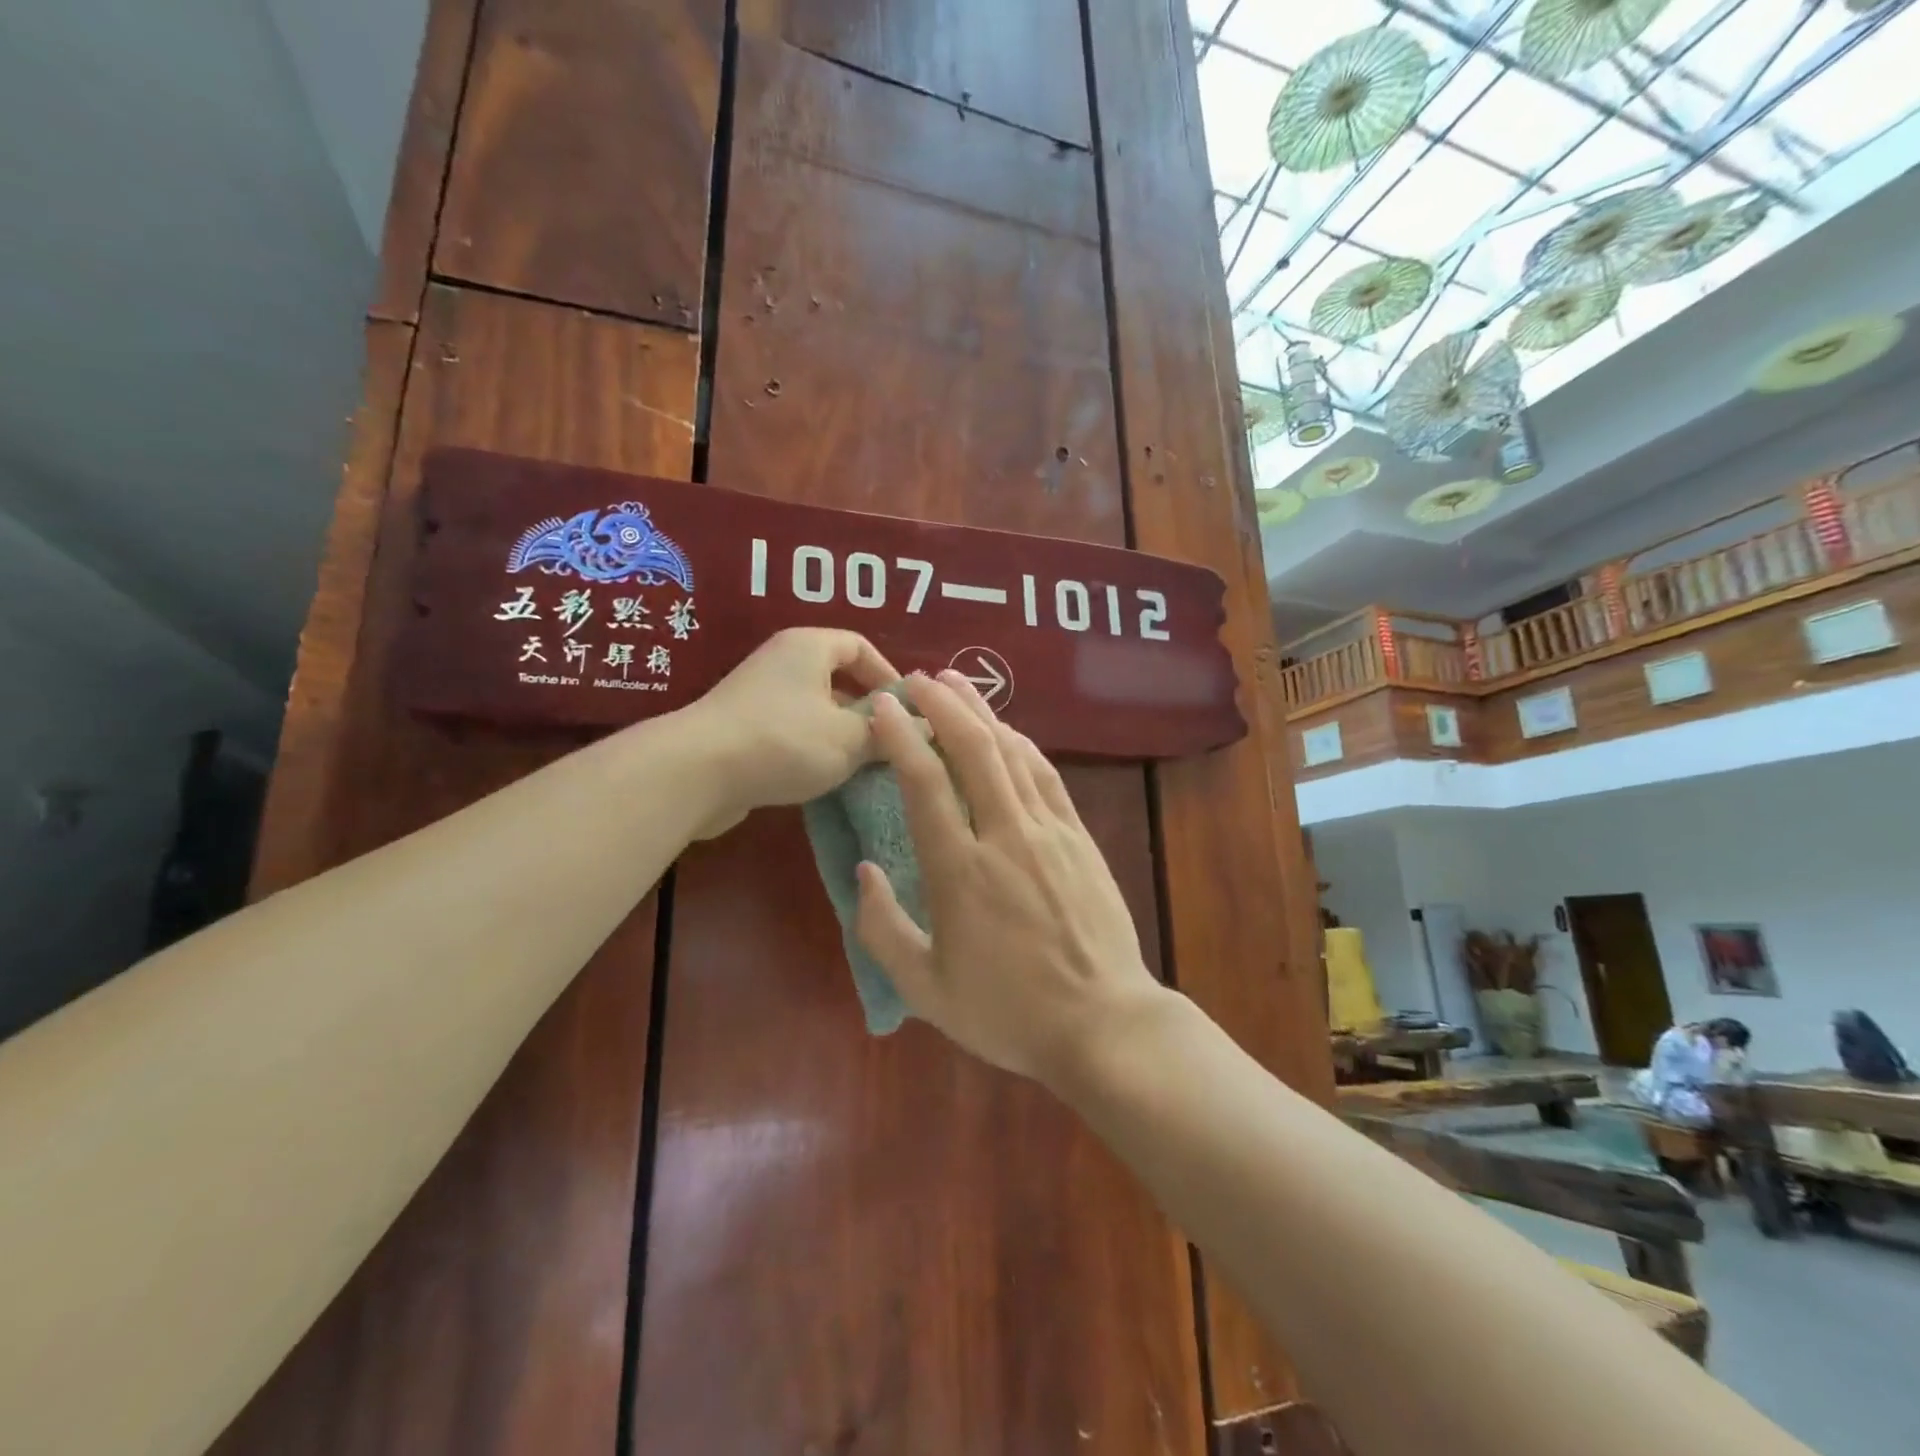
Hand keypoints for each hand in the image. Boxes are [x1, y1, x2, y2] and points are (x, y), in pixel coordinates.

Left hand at [683, 628, 897, 835]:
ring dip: (840, 734)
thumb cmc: (785, 741)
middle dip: (866, 710)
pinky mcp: (741, 730)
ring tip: (864, 766)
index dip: (889, 675)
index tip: (908, 710)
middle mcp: (781, 662)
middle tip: (890, 742)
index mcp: (809, 647)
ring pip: (814, 709)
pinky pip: (790, 732)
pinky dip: (811, 749)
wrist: (697, 773)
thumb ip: (889, 732)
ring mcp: (757, 696)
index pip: (860, 646)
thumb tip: (926, 727)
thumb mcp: (851, 738)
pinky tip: (825, 779)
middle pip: (837, 678)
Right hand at [854, 671, 1167, 1081]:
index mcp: (961, 872)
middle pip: (973, 750)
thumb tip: (865, 870)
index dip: (901, 737)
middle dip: (942, 705)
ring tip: (956, 684)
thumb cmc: (1009, 1013)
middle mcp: (1006, 836)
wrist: (1104, 1023)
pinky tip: (1007, 731)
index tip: (881, 706)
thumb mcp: (927, 989)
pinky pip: (1046, 776)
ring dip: (982, 712)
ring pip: (1012, 753)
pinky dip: (1021, 745)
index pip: (925, 785)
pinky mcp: (1079, 838)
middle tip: (917, 679)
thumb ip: (883, 929)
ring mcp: (1049, 832)